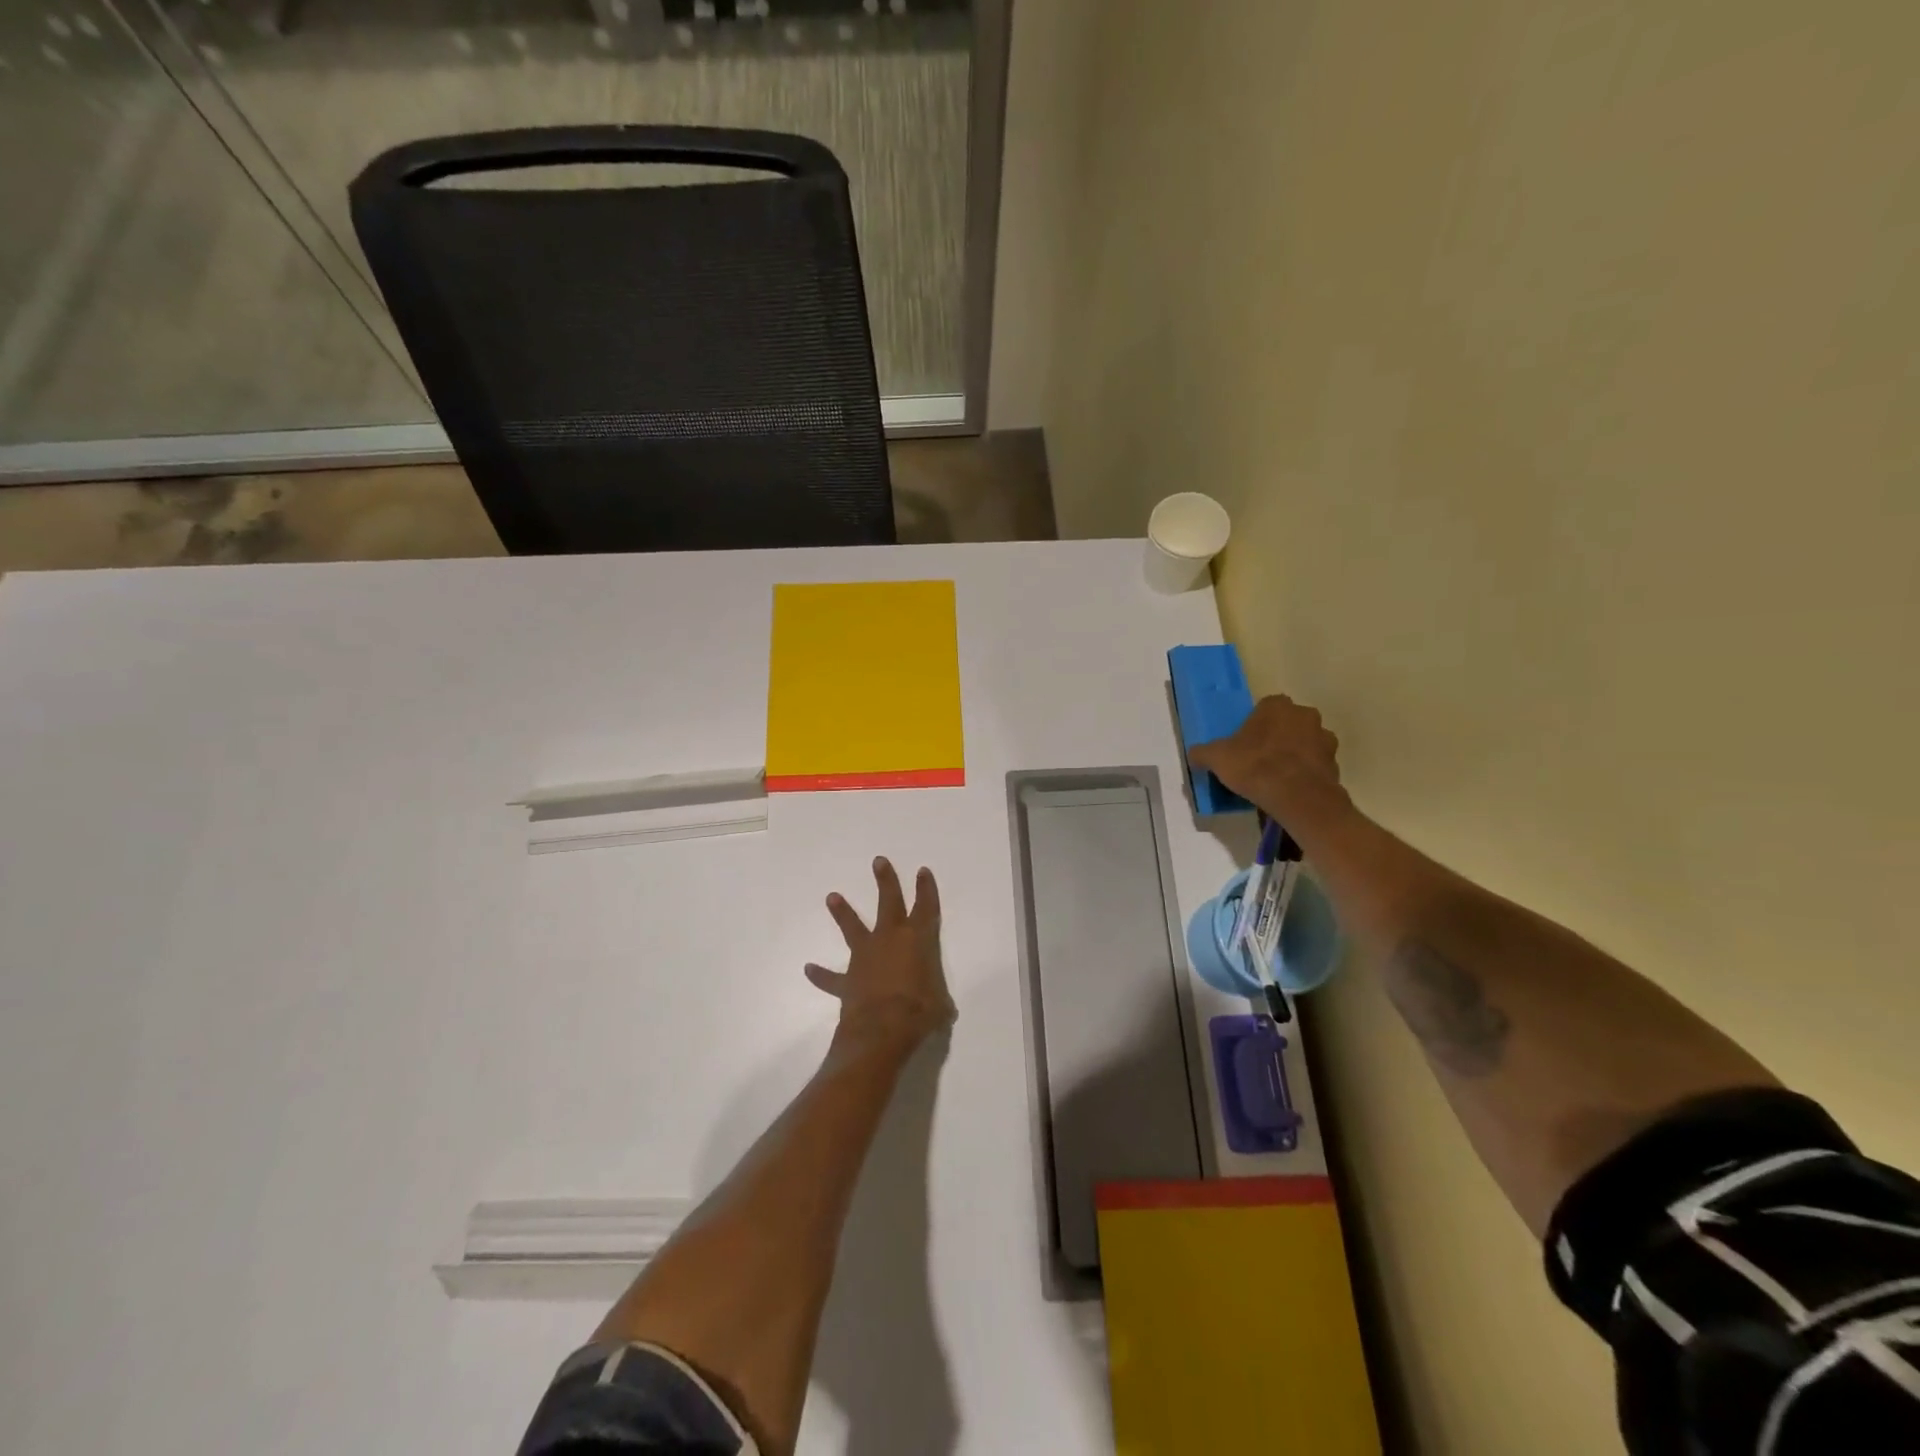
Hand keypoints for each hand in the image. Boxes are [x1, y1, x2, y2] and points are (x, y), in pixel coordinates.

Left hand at [805, 858, 955, 1049]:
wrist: (882, 1030)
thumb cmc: (920, 1012)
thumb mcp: (940, 1005)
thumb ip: (938, 999)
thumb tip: (941, 1008)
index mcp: (918, 941)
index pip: (926, 908)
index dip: (926, 889)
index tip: (922, 871)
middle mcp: (890, 940)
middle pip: (888, 902)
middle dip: (885, 881)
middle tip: (878, 861)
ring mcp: (865, 957)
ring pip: (853, 928)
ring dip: (843, 912)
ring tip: (832, 896)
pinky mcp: (847, 980)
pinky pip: (831, 977)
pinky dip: (821, 974)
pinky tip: (809, 969)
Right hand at [1188, 694, 1345, 820]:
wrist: (1296, 796)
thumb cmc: (1254, 766)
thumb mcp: (1216, 758)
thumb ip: (1203, 753)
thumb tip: (1194, 755)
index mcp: (1277, 706)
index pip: (1264, 707)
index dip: (1253, 725)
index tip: (1244, 742)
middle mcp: (1305, 715)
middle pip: (1288, 723)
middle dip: (1277, 737)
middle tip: (1260, 758)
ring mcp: (1324, 739)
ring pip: (1305, 743)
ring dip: (1295, 754)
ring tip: (1277, 777)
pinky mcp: (1335, 764)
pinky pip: (1315, 765)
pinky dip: (1306, 773)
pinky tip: (1291, 789)